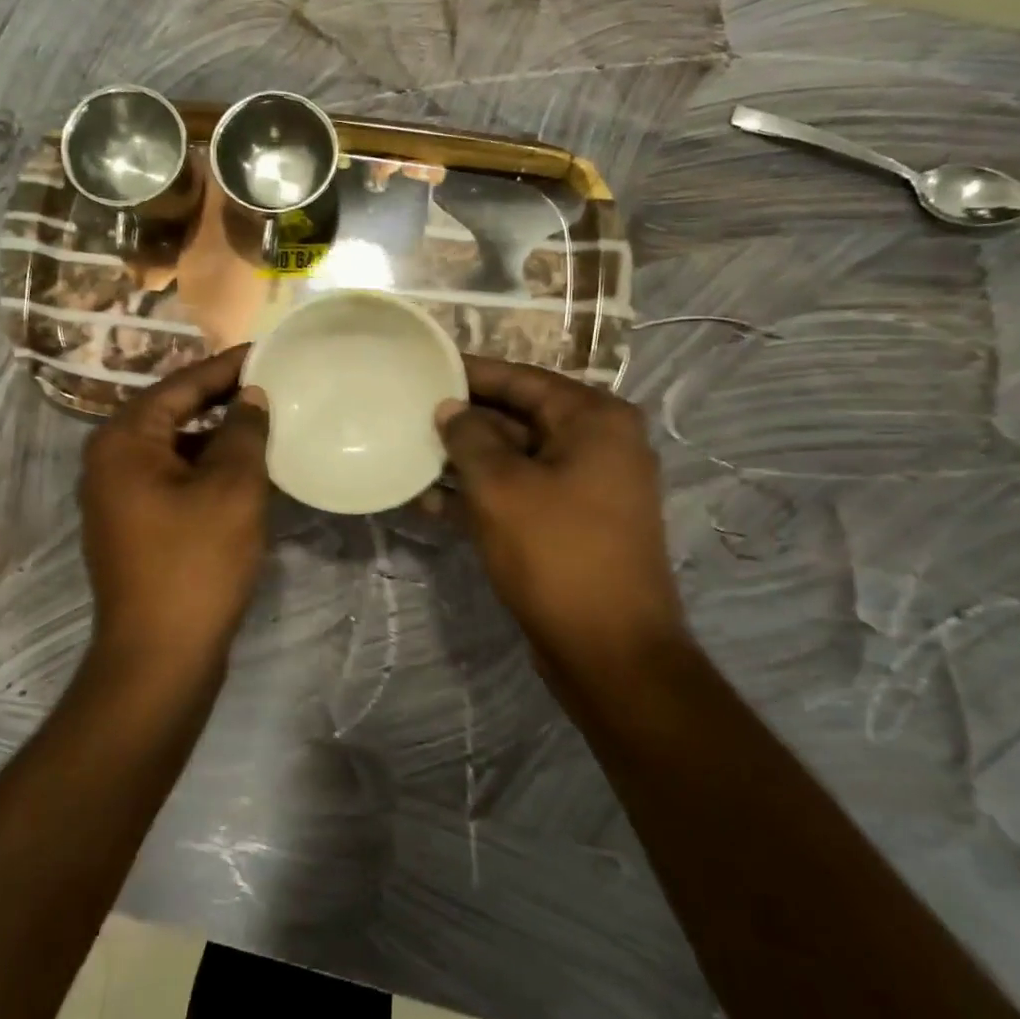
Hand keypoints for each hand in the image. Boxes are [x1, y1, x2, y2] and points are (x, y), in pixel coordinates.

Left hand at [79, 346, 270, 677]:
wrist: (159, 657)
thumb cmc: (196, 563)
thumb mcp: (232, 488)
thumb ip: (244, 431)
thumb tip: (251, 396)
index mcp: (124, 440)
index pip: (181, 385)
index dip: (227, 366)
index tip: (267, 351)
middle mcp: (110, 460)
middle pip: (173, 412)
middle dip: (222, 399)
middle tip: (272, 384)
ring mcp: (118, 496)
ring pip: (175, 448)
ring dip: (217, 437)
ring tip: (266, 424)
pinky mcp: (133, 525)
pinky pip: (173, 478)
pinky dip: (206, 468)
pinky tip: (245, 471)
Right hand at [437, 356, 685, 685]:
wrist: (610, 652)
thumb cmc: (557, 553)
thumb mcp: (502, 487)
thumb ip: (469, 437)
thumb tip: (450, 409)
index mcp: (594, 420)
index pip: (522, 379)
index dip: (472, 373)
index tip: (426, 366)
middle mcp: (598, 445)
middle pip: (518, 417)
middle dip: (463, 420)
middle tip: (409, 412)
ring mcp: (586, 488)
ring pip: (514, 459)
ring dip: (465, 462)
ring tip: (409, 455)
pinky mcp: (570, 525)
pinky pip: (520, 494)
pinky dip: (480, 495)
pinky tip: (429, 502)